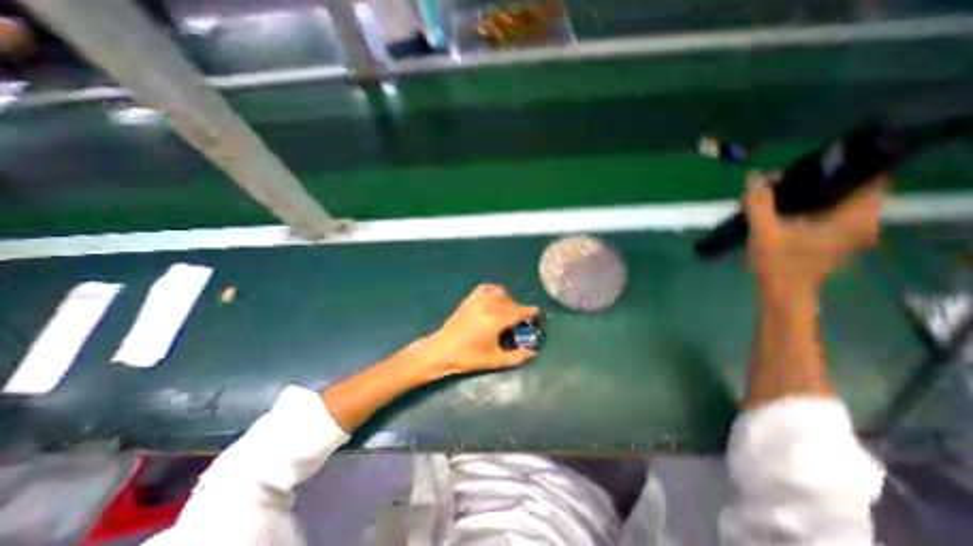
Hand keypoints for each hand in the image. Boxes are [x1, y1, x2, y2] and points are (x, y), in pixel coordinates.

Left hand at [418, 286, 539, 379]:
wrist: (442, 350)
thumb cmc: (469, 357)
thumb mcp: (495, 360)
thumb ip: (517, 357)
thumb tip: (533, 353)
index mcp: (496, 320)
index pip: (519, 311)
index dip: (531, 312)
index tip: (537, 314)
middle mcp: (489, 306)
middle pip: (511, 302)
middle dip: (519, 309)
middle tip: (520, 320)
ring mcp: (478, 300)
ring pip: (500, 293)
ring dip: (508, 300)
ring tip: (506, 311)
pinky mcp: (469, 299)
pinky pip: (486, 288)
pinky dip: (494, 291)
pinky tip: (494, 299)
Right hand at [748, 170, 886, 293]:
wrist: (781, 293)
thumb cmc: (779, 264)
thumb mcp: (765, 232)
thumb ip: (760, 204)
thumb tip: (755, 176)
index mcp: (856, 218)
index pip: (870, 176)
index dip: (844, 165)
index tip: (812, 163)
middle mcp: (863, 222)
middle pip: (852, 187)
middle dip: (821, 178)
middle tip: (787, 177)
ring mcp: (851, 231)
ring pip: (840, 199)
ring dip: (815, 192)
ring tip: (782, 189)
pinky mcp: (836, 237)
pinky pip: (831, 211)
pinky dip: (812, 205)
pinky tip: (787, 207)